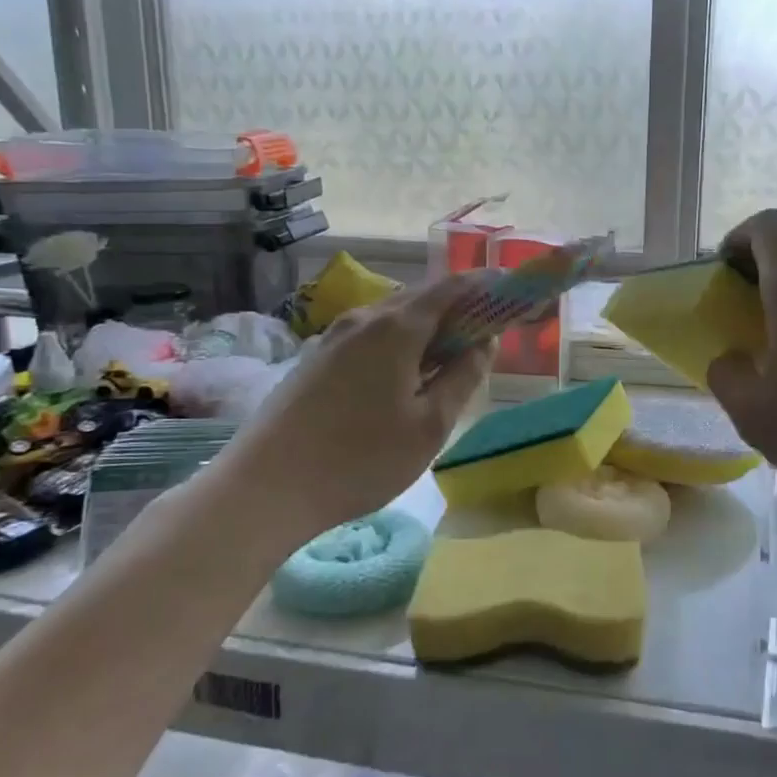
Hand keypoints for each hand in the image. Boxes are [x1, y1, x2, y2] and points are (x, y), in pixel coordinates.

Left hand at [216, 277, 492, 536]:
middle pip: (421, 298)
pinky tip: (403, 378)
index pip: (452, 288)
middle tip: (486, 335)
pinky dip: (399, 343)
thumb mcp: (430, 425)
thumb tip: (485, 342)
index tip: (512, 298)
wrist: (264, 487)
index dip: (486, 288)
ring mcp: (333, 337)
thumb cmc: (360, 459)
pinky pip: (370, 336)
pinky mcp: (315, 358)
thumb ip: (464, 377)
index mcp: (397, 327)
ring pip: (393, 318)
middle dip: (458, 309)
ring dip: (427, 329)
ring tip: (448, 360)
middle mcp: (363, 318)